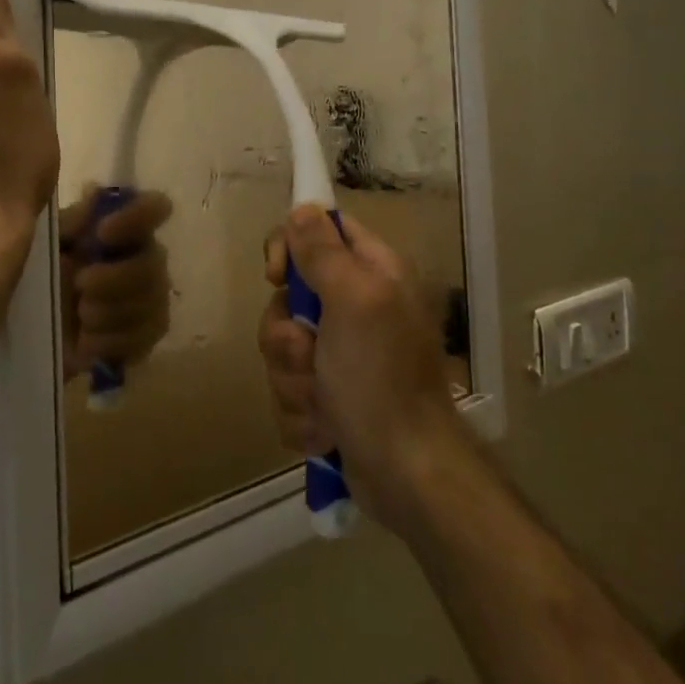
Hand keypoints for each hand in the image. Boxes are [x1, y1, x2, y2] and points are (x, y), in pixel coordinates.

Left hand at [57, 189, 173, 383]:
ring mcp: (150, 299)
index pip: (155, 208)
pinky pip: (145, 337)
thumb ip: (72, 222)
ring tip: (80, 316)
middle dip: (115, 279)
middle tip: (79, 286)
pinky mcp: (146, 336)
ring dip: (109, 312)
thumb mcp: (46, 244)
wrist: (28, 334)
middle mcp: (144, 258)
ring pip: (151, 303)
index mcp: (122, 229)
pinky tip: (88, 341)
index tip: (103, 233)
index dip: (137, 217)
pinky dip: (112, 340)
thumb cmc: (38, 276)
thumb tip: (95, 191)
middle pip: (154, 263)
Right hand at [258, 206, 464, 531]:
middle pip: (289, 298)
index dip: (289, 247)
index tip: (276, 276)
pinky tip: (326, 431)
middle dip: (287, 336)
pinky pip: (289, 391)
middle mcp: (356, 309)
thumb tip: (302, 207)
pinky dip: (301, 414)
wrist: (408, 476)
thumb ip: (323, 252)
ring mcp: (341, 357)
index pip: (318, 231)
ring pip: (282, 349)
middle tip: (310, 356)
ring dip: (293, 381)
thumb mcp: (354, 302)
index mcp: (371, 274)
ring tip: (324, 405)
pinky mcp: (329, 398)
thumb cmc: (382, 379)